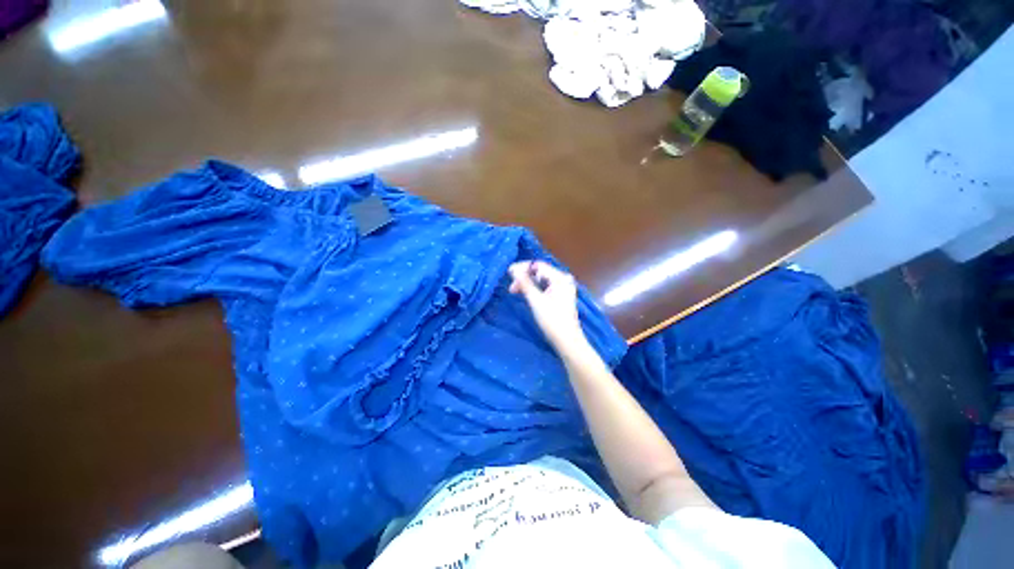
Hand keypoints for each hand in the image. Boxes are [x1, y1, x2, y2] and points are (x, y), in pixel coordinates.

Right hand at [508, 260, 587, 353]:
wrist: (567, 340)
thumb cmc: (552, 320)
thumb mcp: (536, 300)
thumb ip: (524, 283)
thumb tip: (513, 268)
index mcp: (560, 278)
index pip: (538, 265)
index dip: (522, 268)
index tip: (508, 274)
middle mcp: (563, 279)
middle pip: (540, 271)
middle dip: (524, 277)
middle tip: (511, 288)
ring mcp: (564, 287)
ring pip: (541, 279)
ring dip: (528, 283)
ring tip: (515, 291)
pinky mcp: (561, 294)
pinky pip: (545, 286)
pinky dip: (535, 288)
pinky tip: (527, 293)